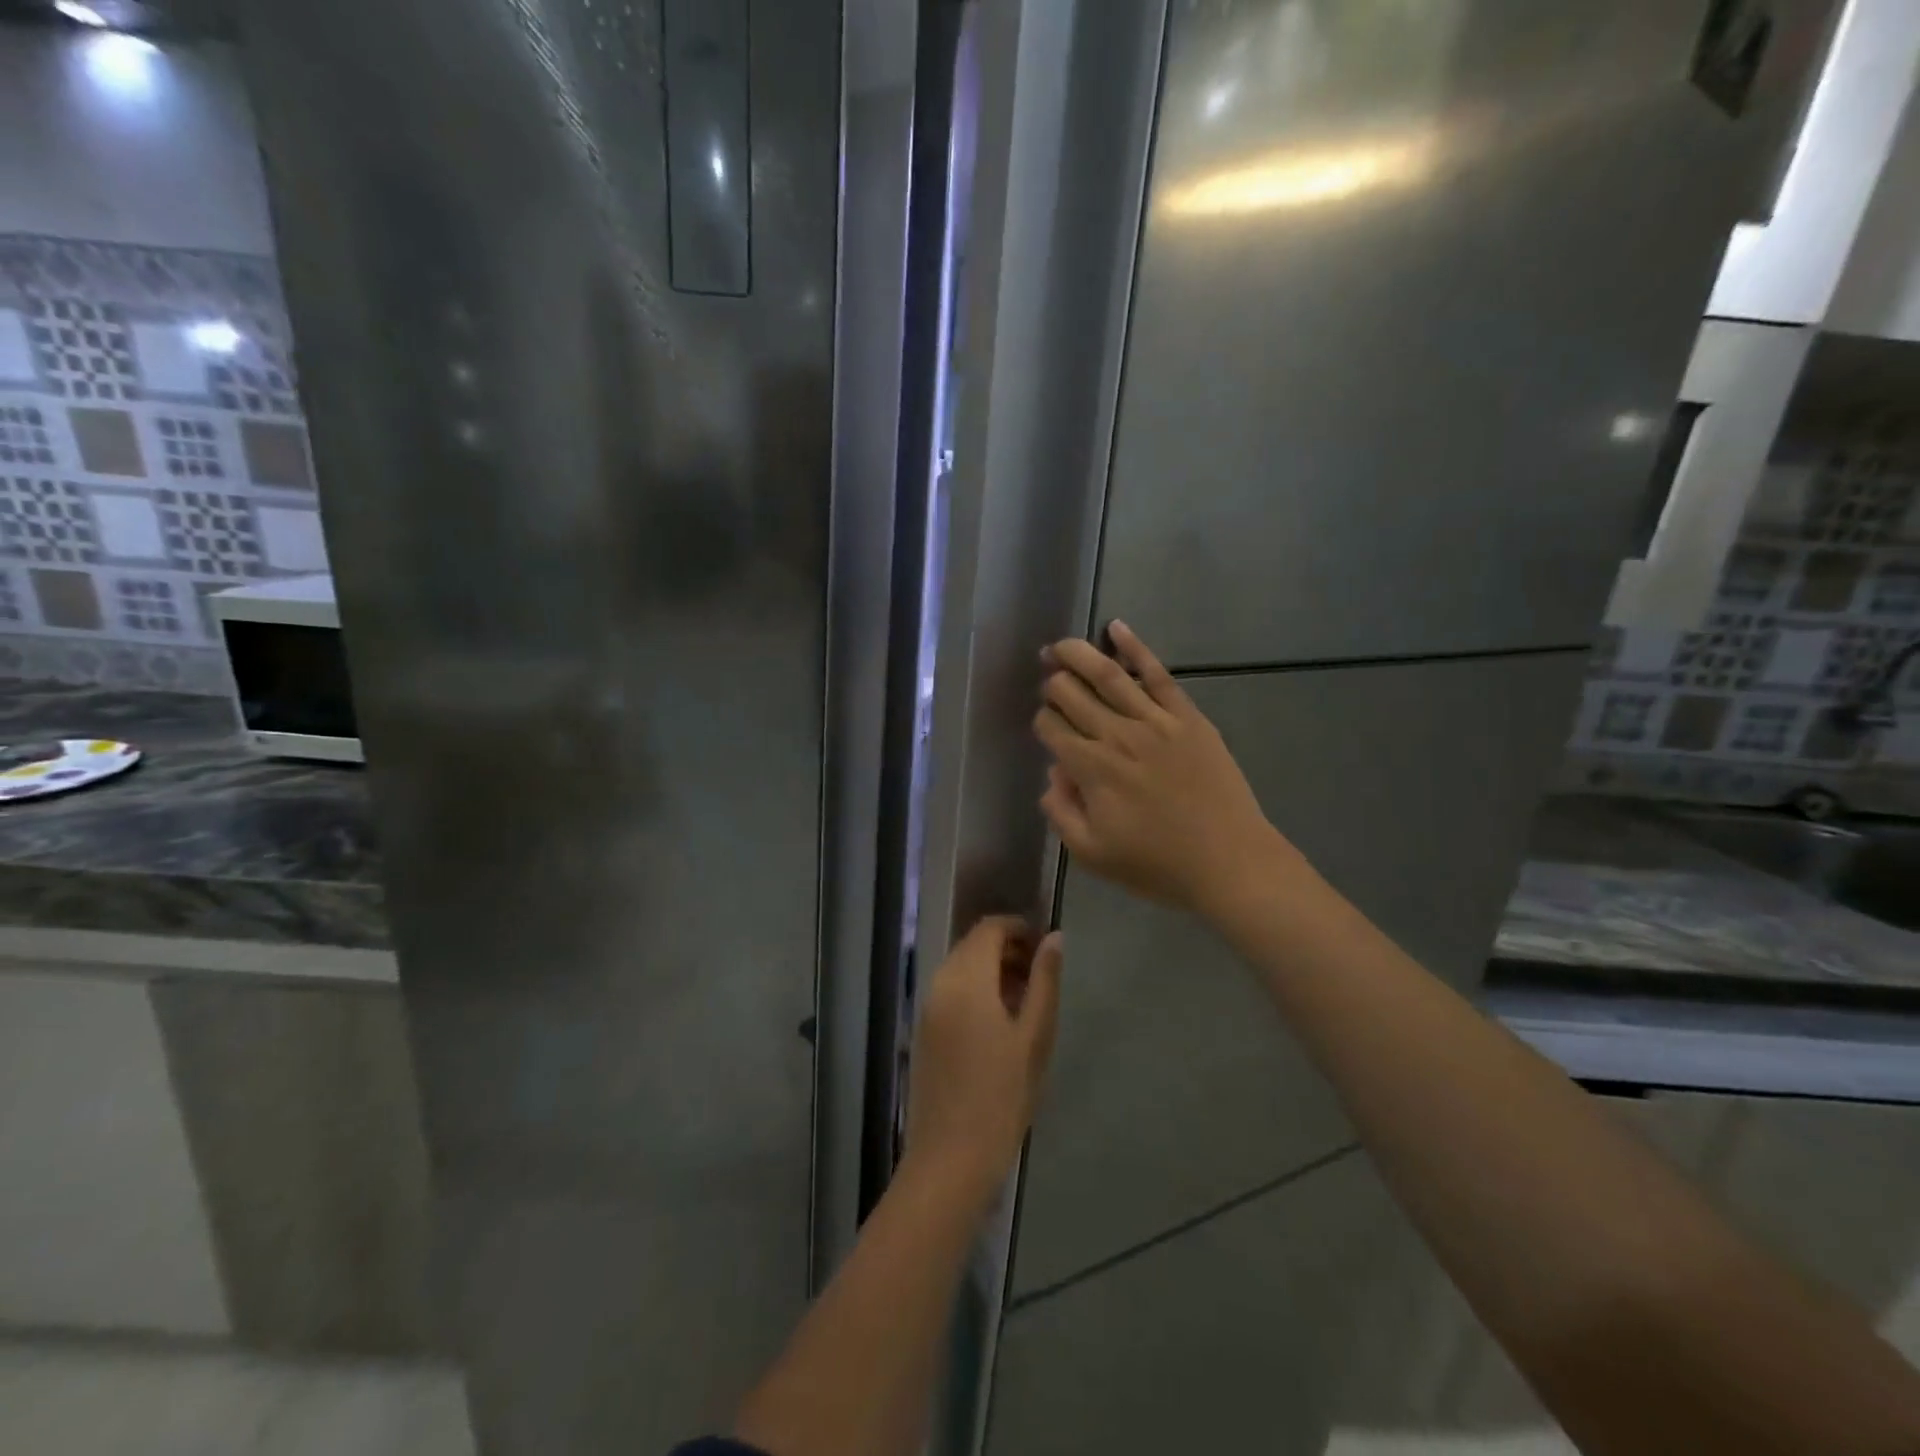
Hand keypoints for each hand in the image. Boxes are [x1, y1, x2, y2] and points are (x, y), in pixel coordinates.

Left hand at [903, 917, 1063, 1213]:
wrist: (950, 1158)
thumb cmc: (1002, 1097)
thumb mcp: (1035, 1037)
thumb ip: (1044, 981)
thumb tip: (1054, 938)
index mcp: (966, 980)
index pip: (988, 929)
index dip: (1018, 928)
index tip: (1045, 946)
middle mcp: (940, 984)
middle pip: (972, 945)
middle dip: (1006, 949)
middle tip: (1040, 975)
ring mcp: (927, 1007)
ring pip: (960, 967)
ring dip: (991, 969)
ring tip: (1025, 1000)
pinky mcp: (923, 1030)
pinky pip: (950, 991)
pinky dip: (974, 989)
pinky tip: (999, 1021)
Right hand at [1035, 621, 1297, 921]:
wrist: (1230, 861)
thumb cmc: (1157, 864)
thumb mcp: (1092, 854)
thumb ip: (1061, 812)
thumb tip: (1053, 774)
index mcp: (1091, 769)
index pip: (1051, 728)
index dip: (1041, 722)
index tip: (1045, 727)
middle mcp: (1117, 735)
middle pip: (1071, 693)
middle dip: (1052, 683)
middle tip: (1047, 680)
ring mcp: (1155, 721)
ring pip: (1107, 674)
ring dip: (1076, 654)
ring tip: (1059, 645)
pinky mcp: (1187, 716)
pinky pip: (1157, 673)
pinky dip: (1135, 647)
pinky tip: (1116, 628)